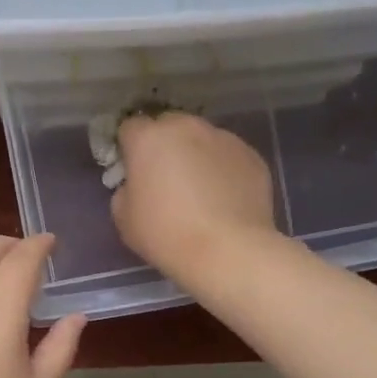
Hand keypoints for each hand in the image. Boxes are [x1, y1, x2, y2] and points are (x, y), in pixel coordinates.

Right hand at [111, 112, 277, 284]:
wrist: (228, 251)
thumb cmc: (166, 235)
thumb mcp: (124, 218)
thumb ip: (126, 190)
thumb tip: (137, 185)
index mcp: (149, 138)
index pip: (131, 127)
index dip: (130, 148)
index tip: (134, 171)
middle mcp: (187, 127)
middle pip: (170, 126)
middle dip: (165, 145)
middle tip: (167, 179)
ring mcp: (224, 138)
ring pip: (203, 139)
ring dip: (197, 155)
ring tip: (201, 191)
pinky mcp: (252, 156)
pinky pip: (229, 157)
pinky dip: (224, 170)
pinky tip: (225, 199)